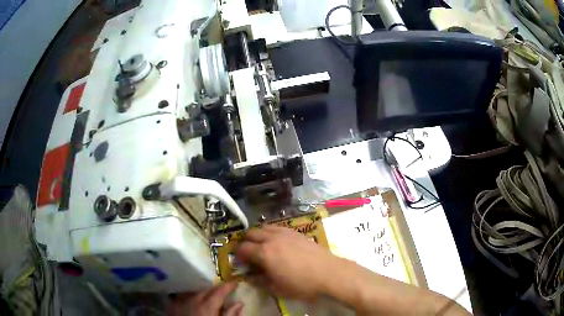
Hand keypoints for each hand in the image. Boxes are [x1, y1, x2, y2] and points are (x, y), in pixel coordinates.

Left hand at [168, 281, 243, 315]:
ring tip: (208, 296)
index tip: (236, 283)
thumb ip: (231, 314)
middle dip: (216, 289)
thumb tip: (239, 303)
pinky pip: (182, 297)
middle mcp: (192, 300)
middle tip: (224, 291)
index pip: (219, 291)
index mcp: (207, 305)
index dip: (228, 286)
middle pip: (206, 290)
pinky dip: (189, 297)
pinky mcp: (172, 307)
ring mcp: (180, 302)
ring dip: (202, 292)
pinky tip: (192, 301)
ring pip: (193, 292)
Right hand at [236, 225, 337, 300]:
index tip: (242, 262)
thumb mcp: (277, 289)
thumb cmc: (302, 285)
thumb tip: (248, 276)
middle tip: (251, 254)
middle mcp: (272, 239)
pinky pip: (277, 227)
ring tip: (263, 247)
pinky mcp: (296, 232)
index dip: (238, 255)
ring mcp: (285, 233)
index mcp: (264, 253)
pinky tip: (278, 243)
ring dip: (259, 235)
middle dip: (246, 242)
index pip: (242, 248)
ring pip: (264, 227)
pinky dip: (271, 232)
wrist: (329, 274)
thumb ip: (259, 281)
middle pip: (251, 233)